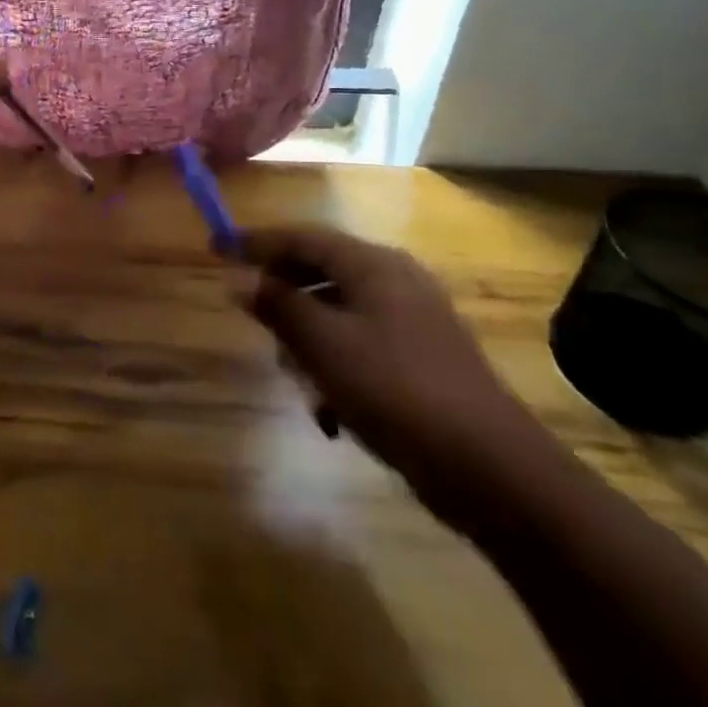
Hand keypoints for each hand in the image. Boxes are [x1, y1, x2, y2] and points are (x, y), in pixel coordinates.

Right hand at [237, 228, 557, 527]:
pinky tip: (331, 411)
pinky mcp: (422, 360)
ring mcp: (413, 321)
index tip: (216, 248)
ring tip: (298, 381)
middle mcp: (395, 281)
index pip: (302, 236)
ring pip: (338, 314)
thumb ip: (278, 306)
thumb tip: (238, 278)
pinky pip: (362, 346)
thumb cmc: (396, 390)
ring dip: (309, 342)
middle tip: (253, 320)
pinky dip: (337, 367)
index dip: (256, 242)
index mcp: (373, 265)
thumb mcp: (323, 345)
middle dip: (284, 298)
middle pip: (320, 272)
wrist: (492, 470)